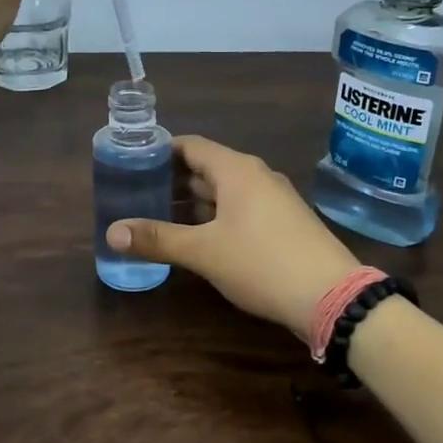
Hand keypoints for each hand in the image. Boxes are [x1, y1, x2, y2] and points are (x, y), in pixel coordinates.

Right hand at [107, 136, 361, 341]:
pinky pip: (241, 209)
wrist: (331, 296)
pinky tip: (198, 237)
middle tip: (138, 192)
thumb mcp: (204, 252)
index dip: (161, 151)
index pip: (191, 146)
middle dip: (173, 179)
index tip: (133, 161)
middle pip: (207, 168)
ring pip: (225, 191)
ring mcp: (274, 200)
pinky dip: (215, 216)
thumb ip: (158, 239)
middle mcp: (256, 176)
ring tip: (159, 215)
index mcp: (237, 170)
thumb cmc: (262, 263)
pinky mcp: (283, 224)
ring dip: (194, 201)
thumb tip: (111, 232)